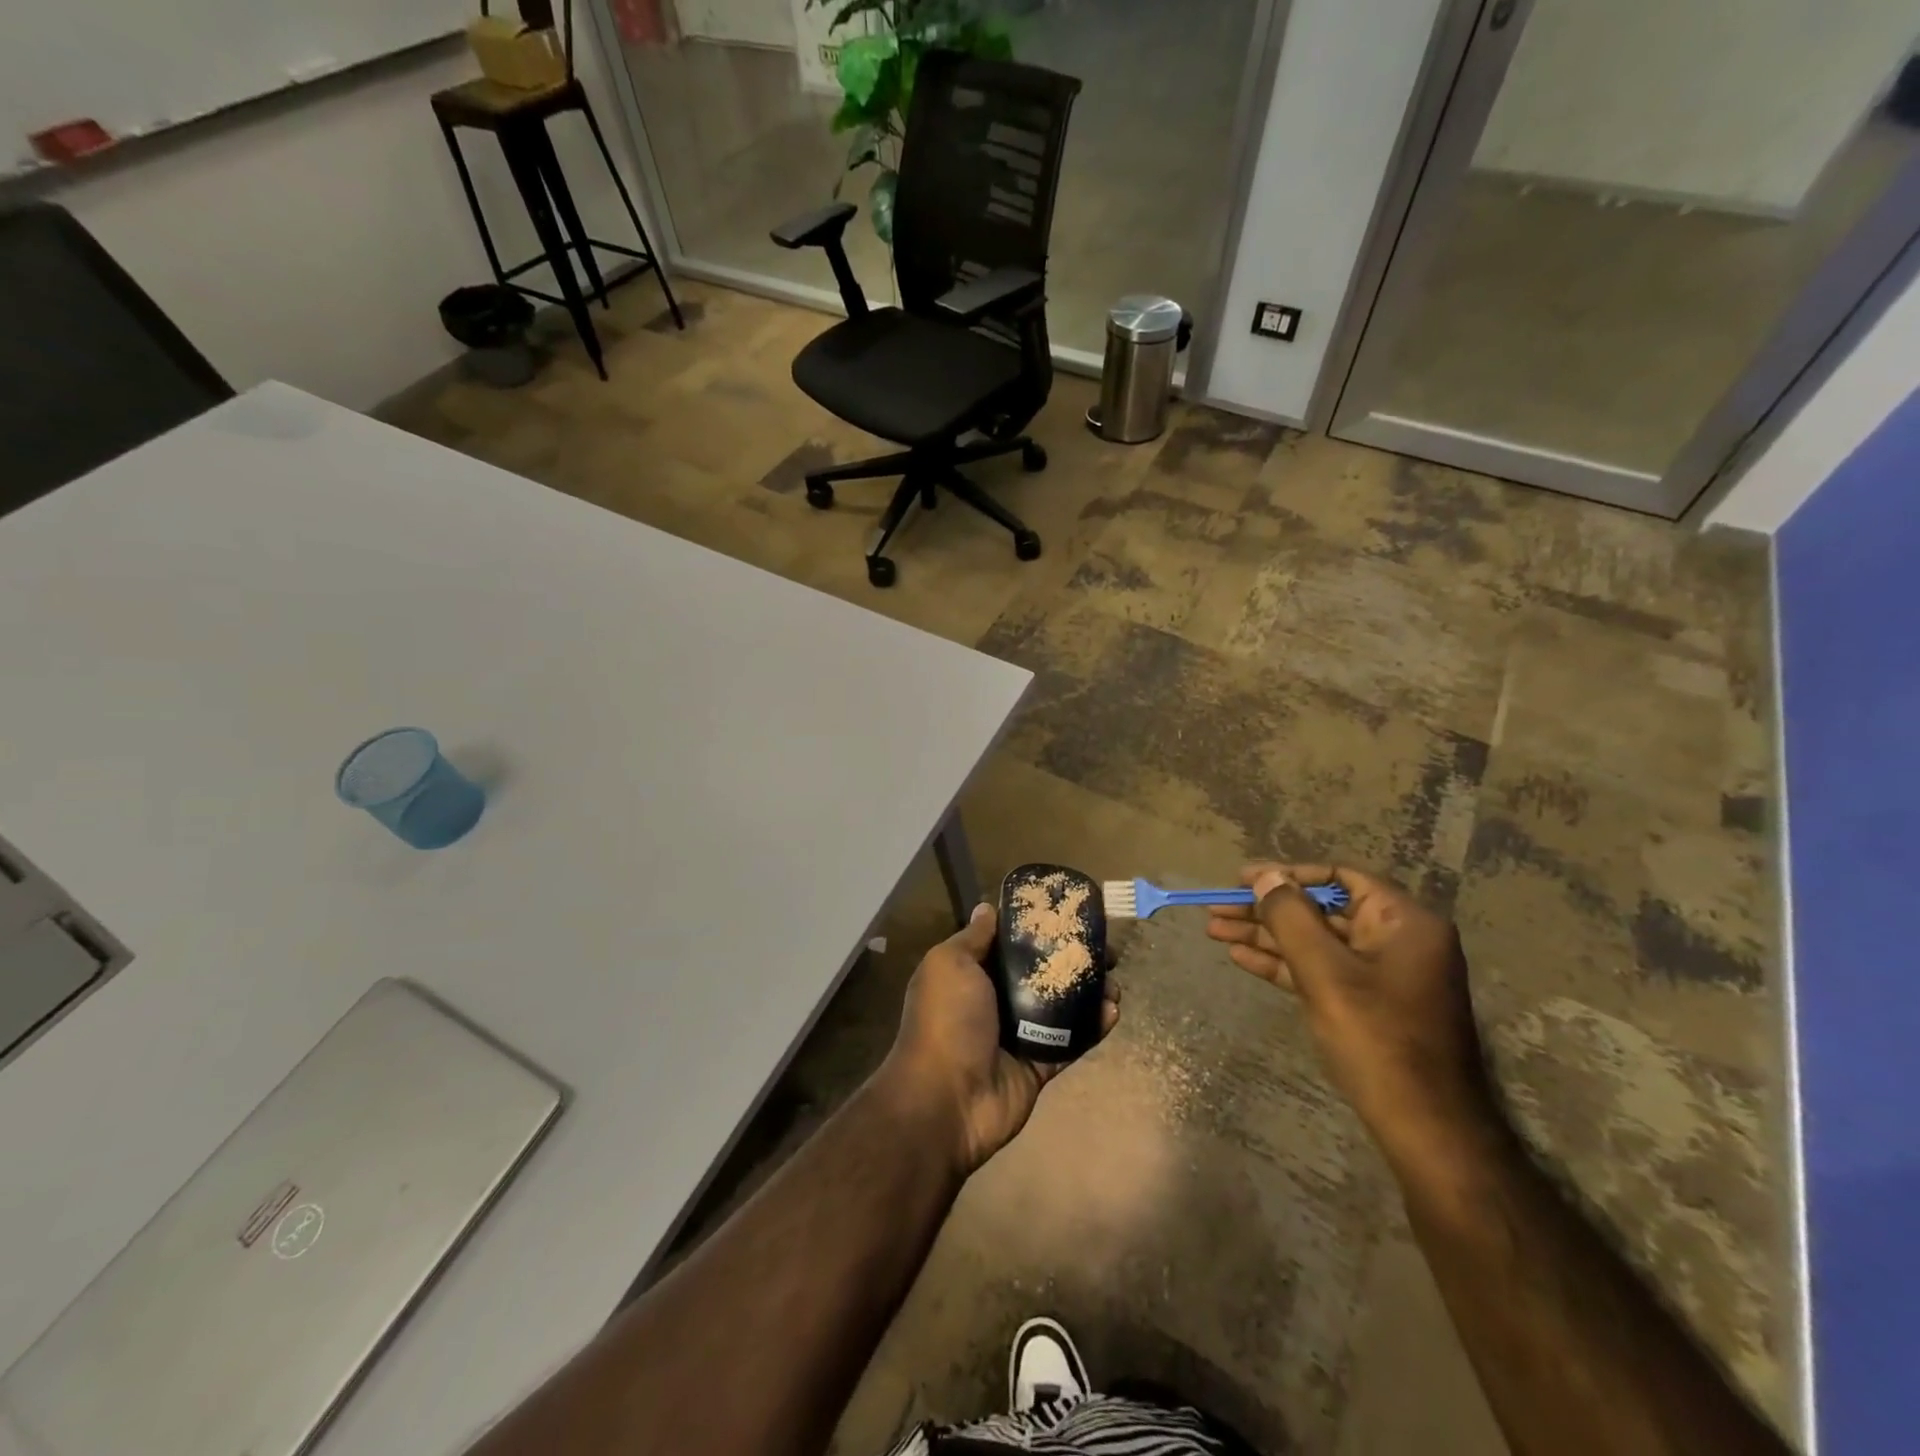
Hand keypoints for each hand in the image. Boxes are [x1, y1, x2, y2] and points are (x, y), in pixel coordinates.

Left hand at [879, 902, 1119, 1177]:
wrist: (946, 1100)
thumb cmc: (946, 1020)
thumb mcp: (950, 964)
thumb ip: (973, 938)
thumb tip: (987, 908)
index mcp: (971, 973)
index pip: (1010, 942)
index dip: (1038, 927)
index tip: (1069, 914)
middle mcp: (995, 999)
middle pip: (1042, 972)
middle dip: (1073, 959)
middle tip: (1106, 951)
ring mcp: (1019, 1034)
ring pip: (1062, 1006)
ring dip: (1090, 992)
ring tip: (1115, 981)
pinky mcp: (1039, 1064)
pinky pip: (1071, 1041)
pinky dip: (1093, 1027)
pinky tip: (1113, 1011)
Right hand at [1205, 864, 1496, 1157]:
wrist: (1427, 1129)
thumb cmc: (1378, 1040)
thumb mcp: (1325, 973)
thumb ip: (1290, 917)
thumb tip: (1265, 876)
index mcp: (1403, 922)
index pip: (1339, 878)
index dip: (1287, 874)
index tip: (1242, 879)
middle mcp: (1397, 940)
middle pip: (1320, 910)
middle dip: (1266, 909)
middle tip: (1216, 908)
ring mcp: (1382, 974)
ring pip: (1315, 941)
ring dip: (1266, 936)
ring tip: (1214, 930)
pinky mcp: (1368, 1003)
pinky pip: (1320, 970)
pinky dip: (1283, 963)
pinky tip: (1241, 958)